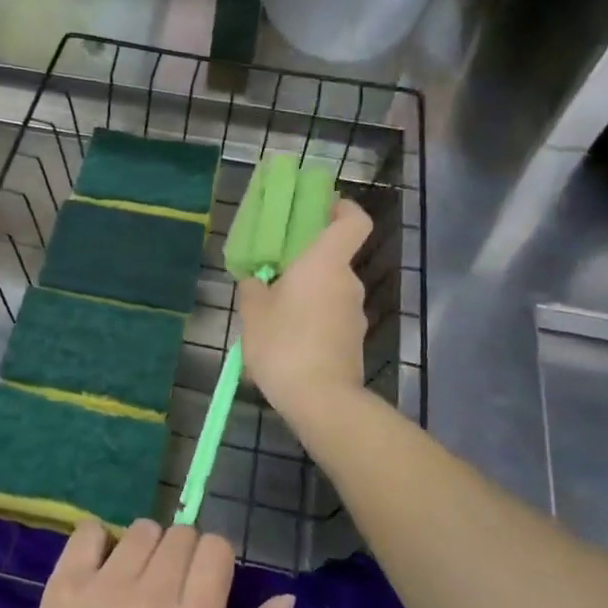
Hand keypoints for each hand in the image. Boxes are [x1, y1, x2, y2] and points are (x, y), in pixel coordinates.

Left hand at [12, 520, 293, 607]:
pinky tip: (100, 570)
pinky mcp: (65, 583)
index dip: (215, 561)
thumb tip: (284, 598)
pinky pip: (89, 529)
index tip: (205, 585)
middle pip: (180, 534)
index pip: (215, 548)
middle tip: (170, 591)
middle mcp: (150, 597)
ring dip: (146, 549)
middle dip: (183, 555)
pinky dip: (98, 541)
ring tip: (136, 583)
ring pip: (141, 529)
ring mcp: (103, 586)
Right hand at [237, 198, 373, 422]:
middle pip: (332, 260)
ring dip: (305, 298)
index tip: (321, 208)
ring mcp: (354, 314)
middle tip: (271, 277)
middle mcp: (347, 283)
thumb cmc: (283, 343)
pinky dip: (311, 323)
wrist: (320, 399)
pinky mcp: (353, 342)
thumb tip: (257, 279)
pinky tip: (285, 345)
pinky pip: (329, 320)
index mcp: (325, 263)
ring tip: (271, 318)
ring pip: (328, 293)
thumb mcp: (253, 311)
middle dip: (304, 265)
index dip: (342, 208)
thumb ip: (253, 287)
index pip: (353, 221)